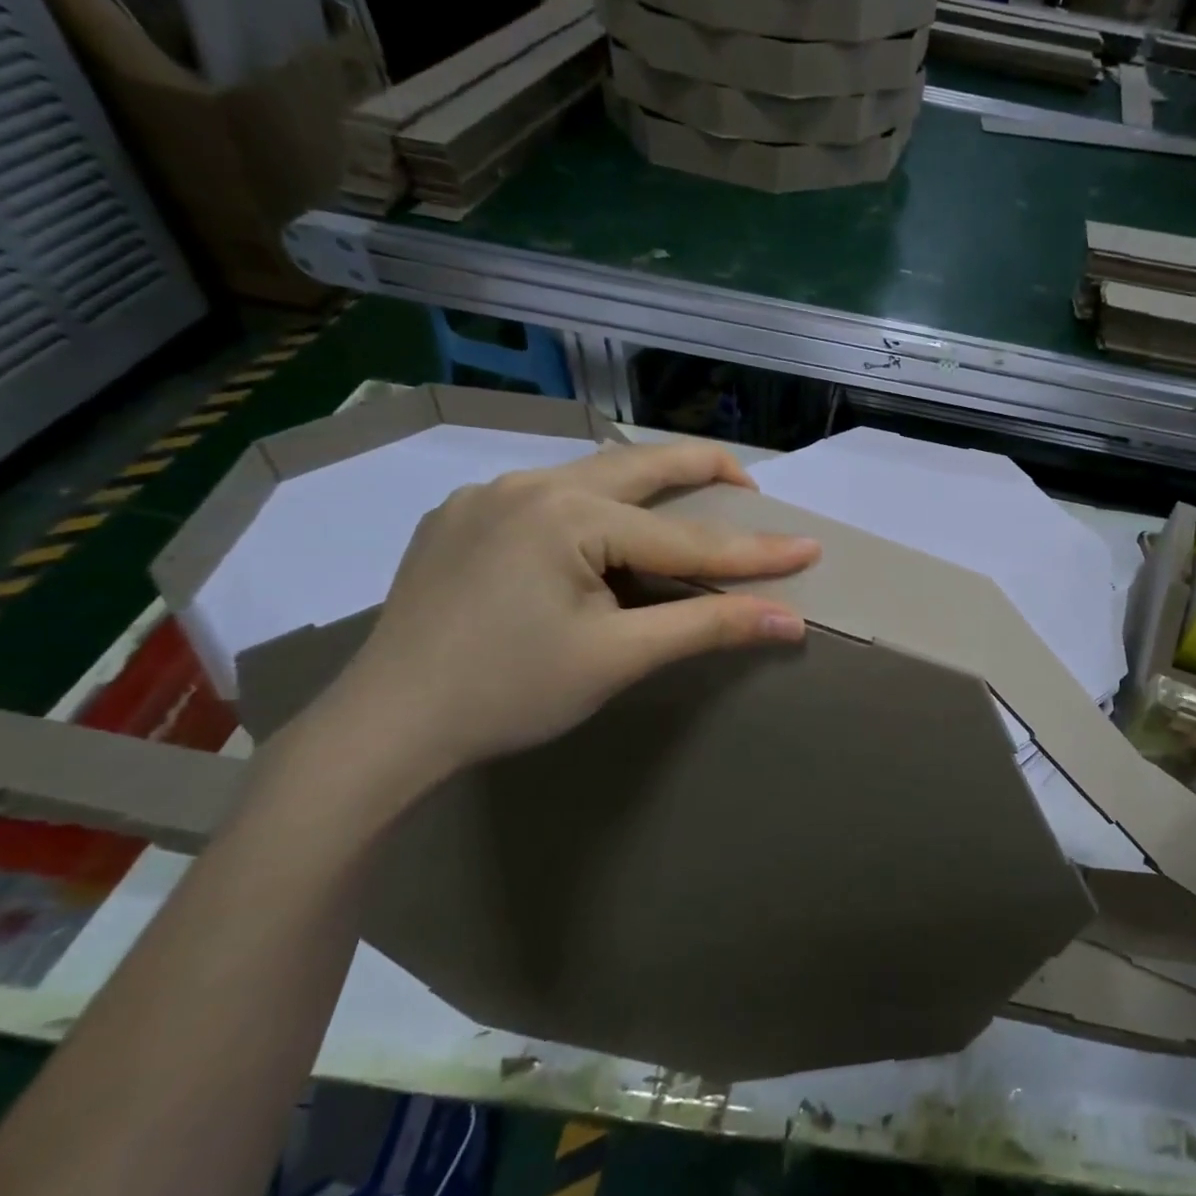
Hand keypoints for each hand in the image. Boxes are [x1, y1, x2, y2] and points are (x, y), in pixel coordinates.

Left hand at [321, 442, 819, 789]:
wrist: (385, 729)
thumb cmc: (510, 693)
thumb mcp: (619, 657)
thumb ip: (708, 627)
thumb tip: (789, 620)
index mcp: (567, 513)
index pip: (684, 535)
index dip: (753, 549)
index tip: (809, 546)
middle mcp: (526, 484)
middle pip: (638, 466)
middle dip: (701, 471)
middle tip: (749, 485)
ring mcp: (485, 496)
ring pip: (590, 478)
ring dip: (645, 488)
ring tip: (684, 507)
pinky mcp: (461, 518)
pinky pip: (547, 498)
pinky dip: (593, 507)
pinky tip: (599, 538)